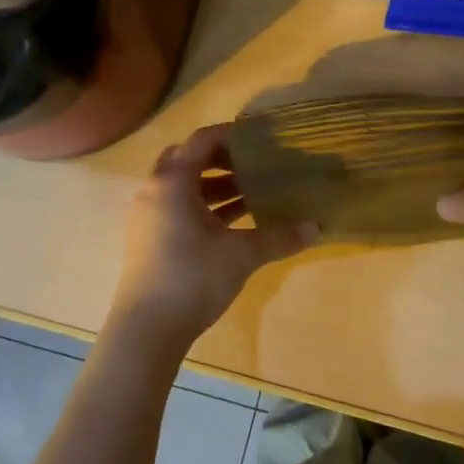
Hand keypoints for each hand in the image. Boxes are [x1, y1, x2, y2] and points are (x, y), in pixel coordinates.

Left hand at [102, 124, 314, 365]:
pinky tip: (233, 222)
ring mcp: (148, 216)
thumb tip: (316, 227)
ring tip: (251, 192)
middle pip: (188, 159)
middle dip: (221, 158)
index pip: (202, 140)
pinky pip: (178, 207)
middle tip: (253, 163)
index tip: (260, 138)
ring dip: (214, 185)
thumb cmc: (193, 278)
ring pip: (183, 186)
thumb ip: (279, 236)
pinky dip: (204, 206)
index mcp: (173, 182)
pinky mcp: (149, 238)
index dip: (231, 134)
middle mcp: (155, 190)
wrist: (147, 329)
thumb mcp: (242, 255)